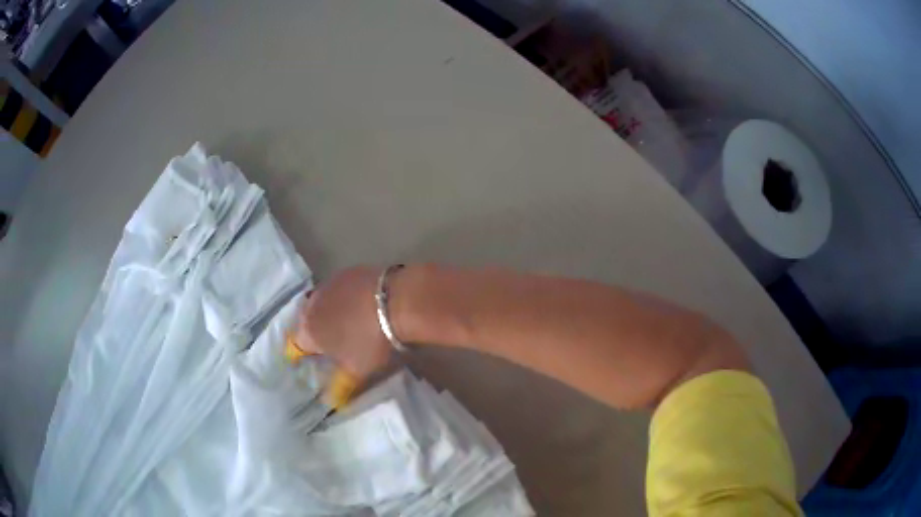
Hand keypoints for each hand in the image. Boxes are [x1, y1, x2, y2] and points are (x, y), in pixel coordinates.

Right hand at [294, 266, 393, 379]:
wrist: (397, 301)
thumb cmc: (371, 342)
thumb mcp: (357, 371)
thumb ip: (340, 386)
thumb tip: (331, 402)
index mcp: (308, 330)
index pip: (295, 344)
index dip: (300, 354)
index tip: (306, 359)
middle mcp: (311, 304)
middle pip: (305, 320)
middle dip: (313, 331)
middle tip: (326, 343)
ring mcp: (329, 284)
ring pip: (320, 302)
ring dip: (327, 312)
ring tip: (343, 323)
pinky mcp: (348, 271)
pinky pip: (338, 289)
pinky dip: (344, 298)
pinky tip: (358, 304)